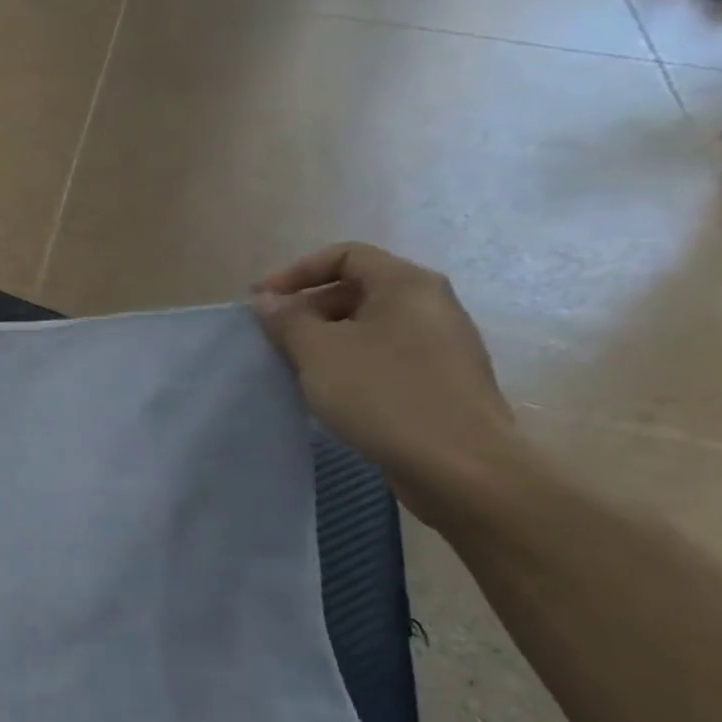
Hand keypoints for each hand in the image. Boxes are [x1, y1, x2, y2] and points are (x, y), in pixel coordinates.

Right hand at [252, 243, 525, 525]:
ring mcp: (442, 344)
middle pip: (357, 288)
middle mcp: (431, 304)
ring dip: (326, 338)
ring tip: (295, 367)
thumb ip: (287, 319)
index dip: (295, 272)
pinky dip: (351, 362)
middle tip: (273, 338)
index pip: (344, 255)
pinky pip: (385, 355)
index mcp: (407, 284)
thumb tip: (267, 300)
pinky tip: (331, 393)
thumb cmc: (383, 395)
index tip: (261, 303)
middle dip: (308, 308)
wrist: (461, 466)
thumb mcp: (319, 352)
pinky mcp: (442, 380)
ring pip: (370, 325)